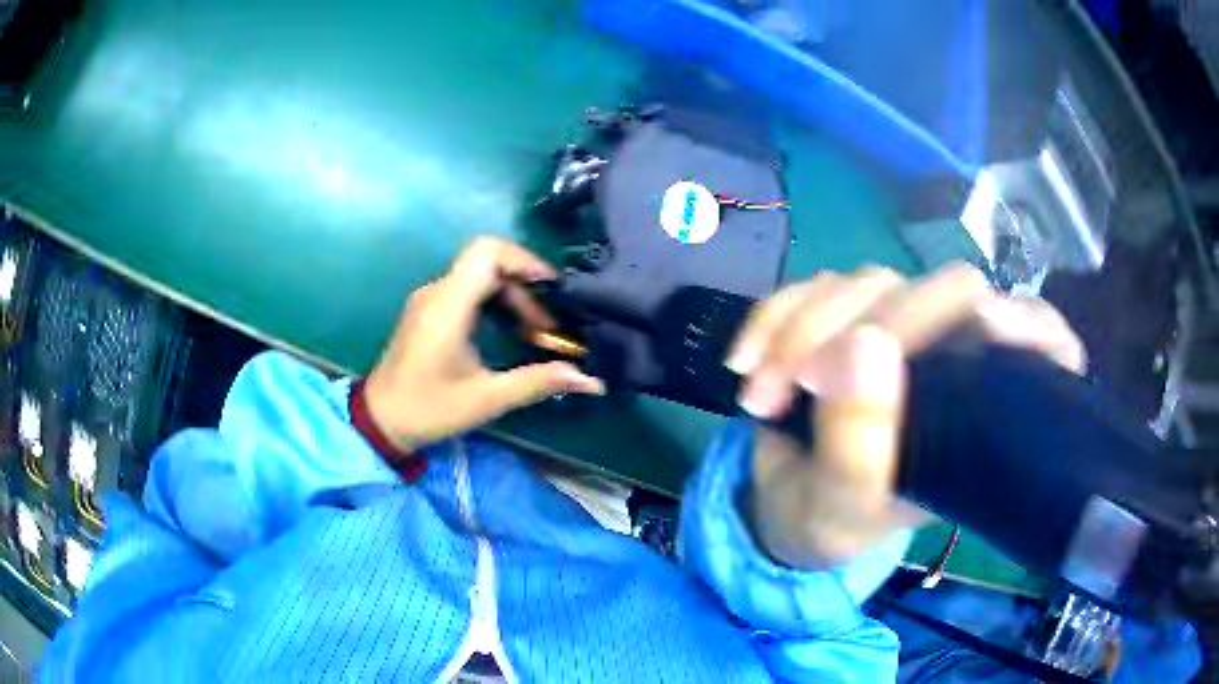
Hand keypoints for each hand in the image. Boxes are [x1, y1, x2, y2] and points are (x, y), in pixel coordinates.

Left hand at [364, 238, 604, 451]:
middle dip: (525, 285)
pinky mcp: (428, 311)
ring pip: (478, 275)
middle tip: (546, 324)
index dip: (524, 260)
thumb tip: (590, 380)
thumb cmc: (429, 409)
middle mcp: (437, 292)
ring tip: (533, 330)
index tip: (552, 288)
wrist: (380, 420)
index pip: (487, 252)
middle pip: (488, 262)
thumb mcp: (487, 399)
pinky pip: (467, 290)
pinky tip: (508, 331)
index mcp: (448, 305)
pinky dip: (494, 302)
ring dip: (511, 295)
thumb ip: (538, 382)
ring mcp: (430, 300)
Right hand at [727, 264, 1085, 569]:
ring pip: (871, 282)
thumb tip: (862, 346)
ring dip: (802, 330)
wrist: (783, 502)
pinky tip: (744, 365)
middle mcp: (954, 357)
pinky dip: (771, 318)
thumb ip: (861, 449)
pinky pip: (813, 286)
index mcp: (982, 412)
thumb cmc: (832, 521)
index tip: (989, 329)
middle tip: (805, 383)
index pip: (1044, 344)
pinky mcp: (846, 314)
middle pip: (950, 291)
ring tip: (760, 396)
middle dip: (875, 328)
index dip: (1031, 327)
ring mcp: (899, 326)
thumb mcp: (846, 511)